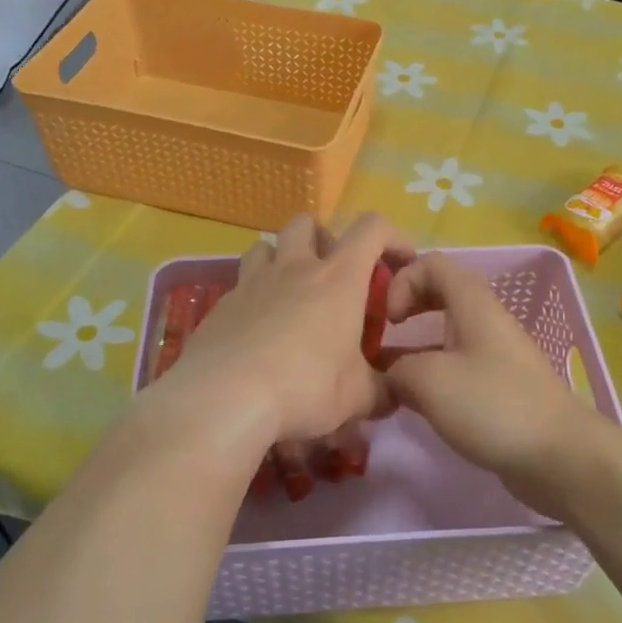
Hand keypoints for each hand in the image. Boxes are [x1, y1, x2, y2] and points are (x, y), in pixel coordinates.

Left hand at [165, 213, 412, 447]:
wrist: (224, 399)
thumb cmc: (304, 387)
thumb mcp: (356, 397)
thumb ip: (381, 391)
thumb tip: (394, 393)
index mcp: (338, 279)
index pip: (372, 228)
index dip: (393, 236)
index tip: (400, 263)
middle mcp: (295, 268)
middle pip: (307, 223)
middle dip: (324, 239)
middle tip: (333, 276)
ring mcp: (252, 283)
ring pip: (265, 246)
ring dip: (281, 259)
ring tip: (290, 294)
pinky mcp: (221, 305)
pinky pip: (240, 286)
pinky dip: (254, 298)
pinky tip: (257, 332)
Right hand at [381, 253, 609, 517]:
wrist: (560, 454)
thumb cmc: (493, 405)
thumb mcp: (429, 381)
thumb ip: (396, 370)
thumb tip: (388, 375)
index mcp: (473, 304)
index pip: (432, 264)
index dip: (402, 281)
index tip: (388, 319)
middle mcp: (485, 320)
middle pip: (440, 294)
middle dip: (406, 308)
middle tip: (381, 334)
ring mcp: (495, 355)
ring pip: (447, 335)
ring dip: (415, 348)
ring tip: (387, 376)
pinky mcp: (499, 388)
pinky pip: (459, 367)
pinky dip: (433, 376)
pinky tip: (416, 403)